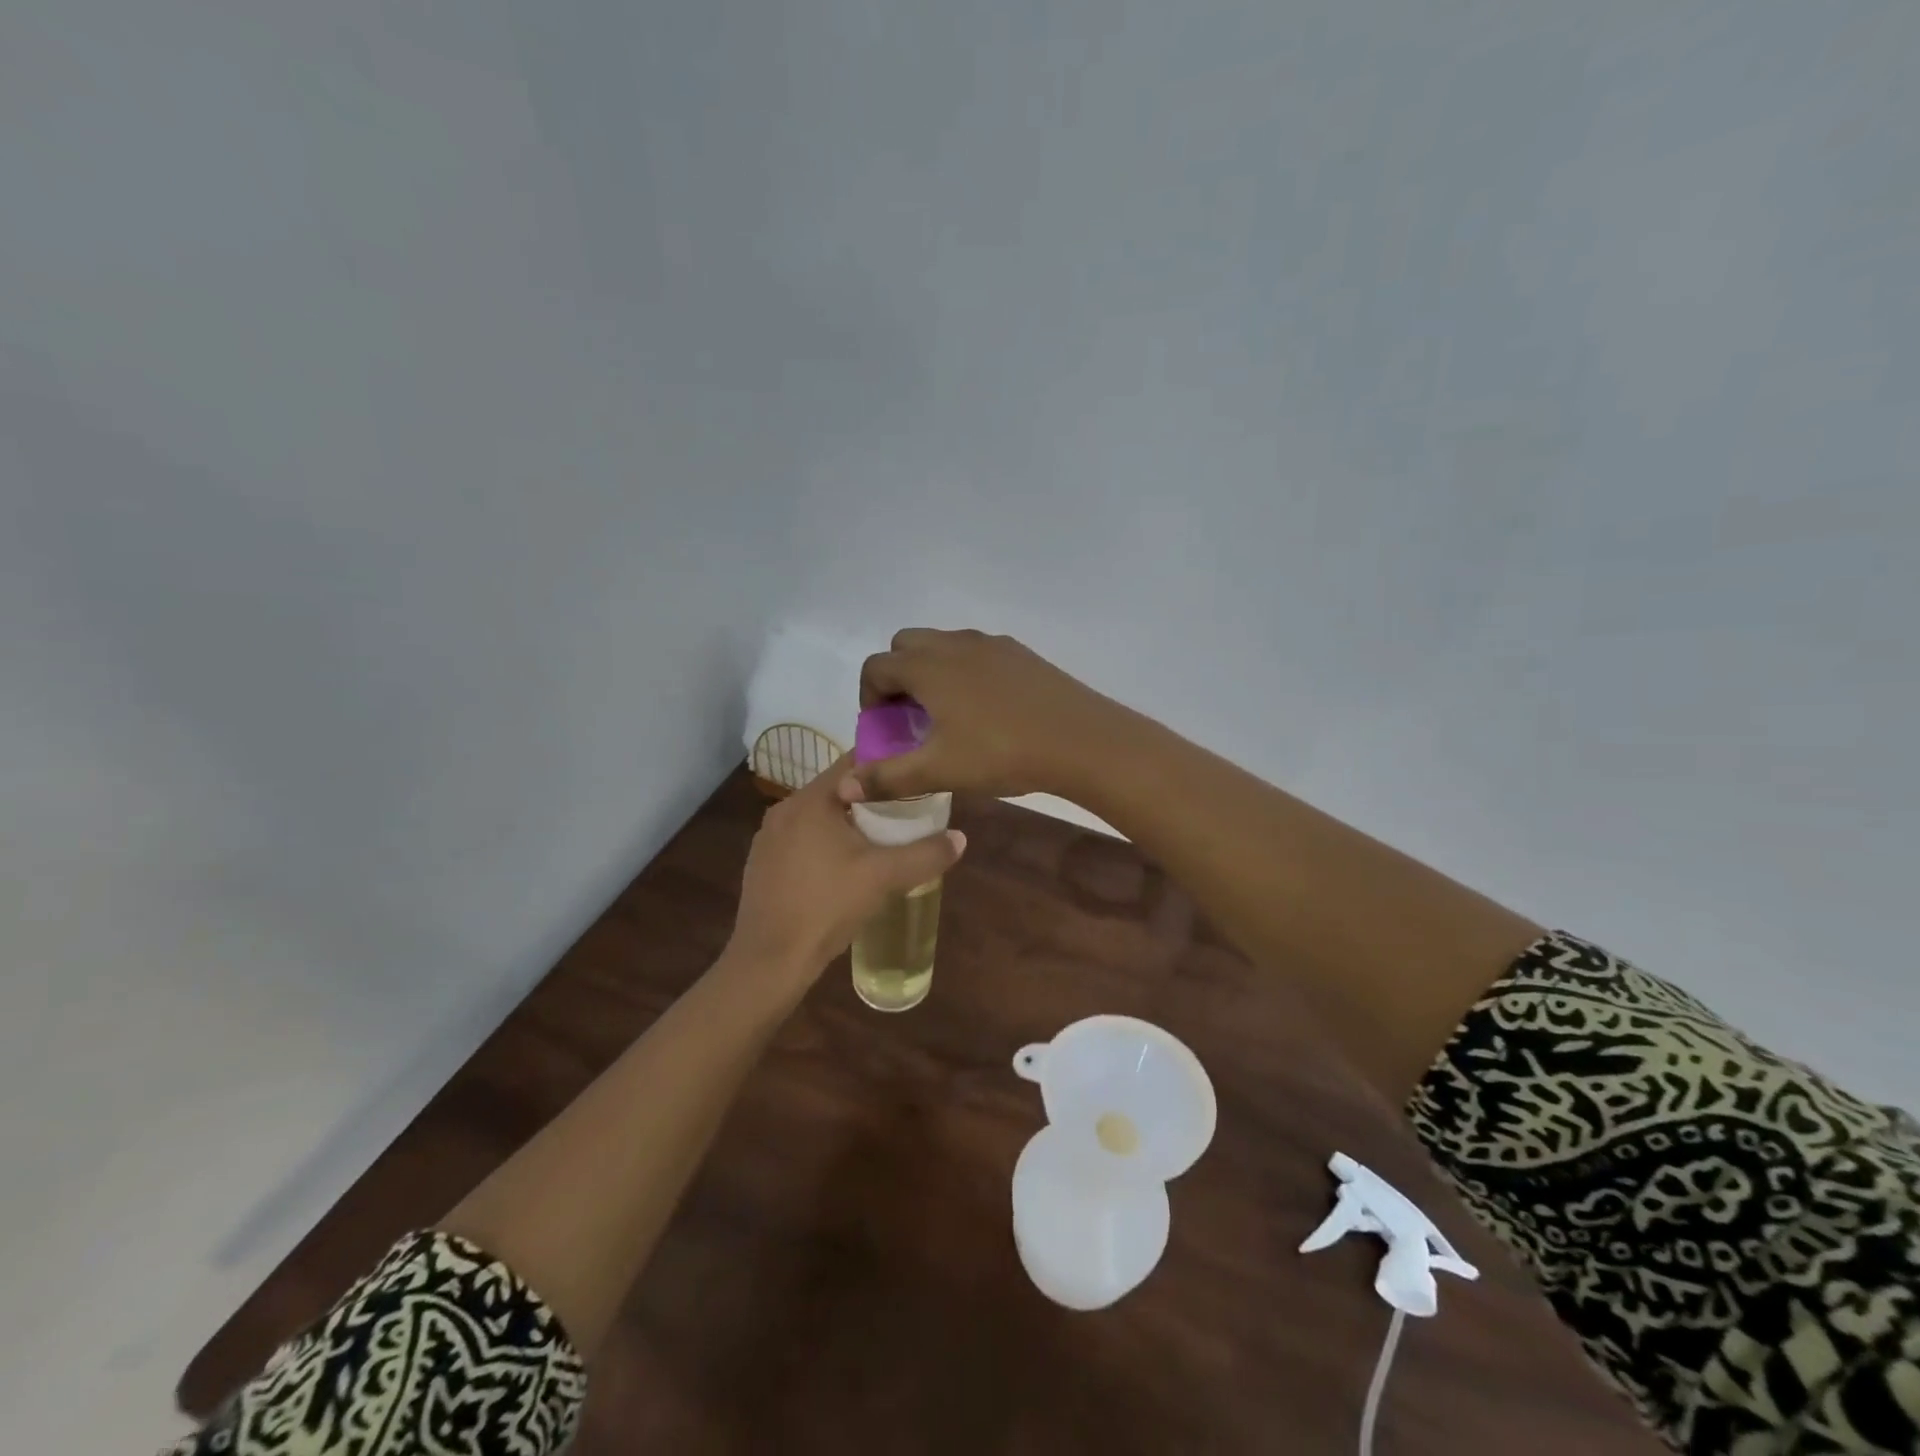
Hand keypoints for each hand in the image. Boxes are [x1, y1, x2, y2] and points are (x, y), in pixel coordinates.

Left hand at [723, 755, 966, 997]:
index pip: (853, 763)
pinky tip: (844, 869)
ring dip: (848, 822)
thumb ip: (926, 854)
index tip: (913, 774)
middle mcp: (784, 810)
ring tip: (880, 839)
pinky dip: (825, 844)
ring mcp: (768, 839)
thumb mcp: (884, 877)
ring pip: (818, 817)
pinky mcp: (762, 865)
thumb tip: (960, 838)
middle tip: (906, 810)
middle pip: (837, 790)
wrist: (771, 960)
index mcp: (810, 800)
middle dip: (871, 797)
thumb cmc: (827, 906)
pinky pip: (801, 840)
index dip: (886, 764)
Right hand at [849, 629, 1116, 800]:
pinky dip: (964, 672)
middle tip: (910, 719)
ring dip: (931, 672)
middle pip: (906, 646)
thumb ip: (888, 778)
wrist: (1081, 739)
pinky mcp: (1020, 652)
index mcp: (927, 666)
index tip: (883, 730)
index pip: (876, 667)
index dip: (868, 698)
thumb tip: (843, 787)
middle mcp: (954, 644)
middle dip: (897, 677)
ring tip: (946, 716)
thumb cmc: (1001, 753)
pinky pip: (976, 652)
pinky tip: (985, 710)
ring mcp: (991, 644)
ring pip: (943, 645)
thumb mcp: (940, 770)